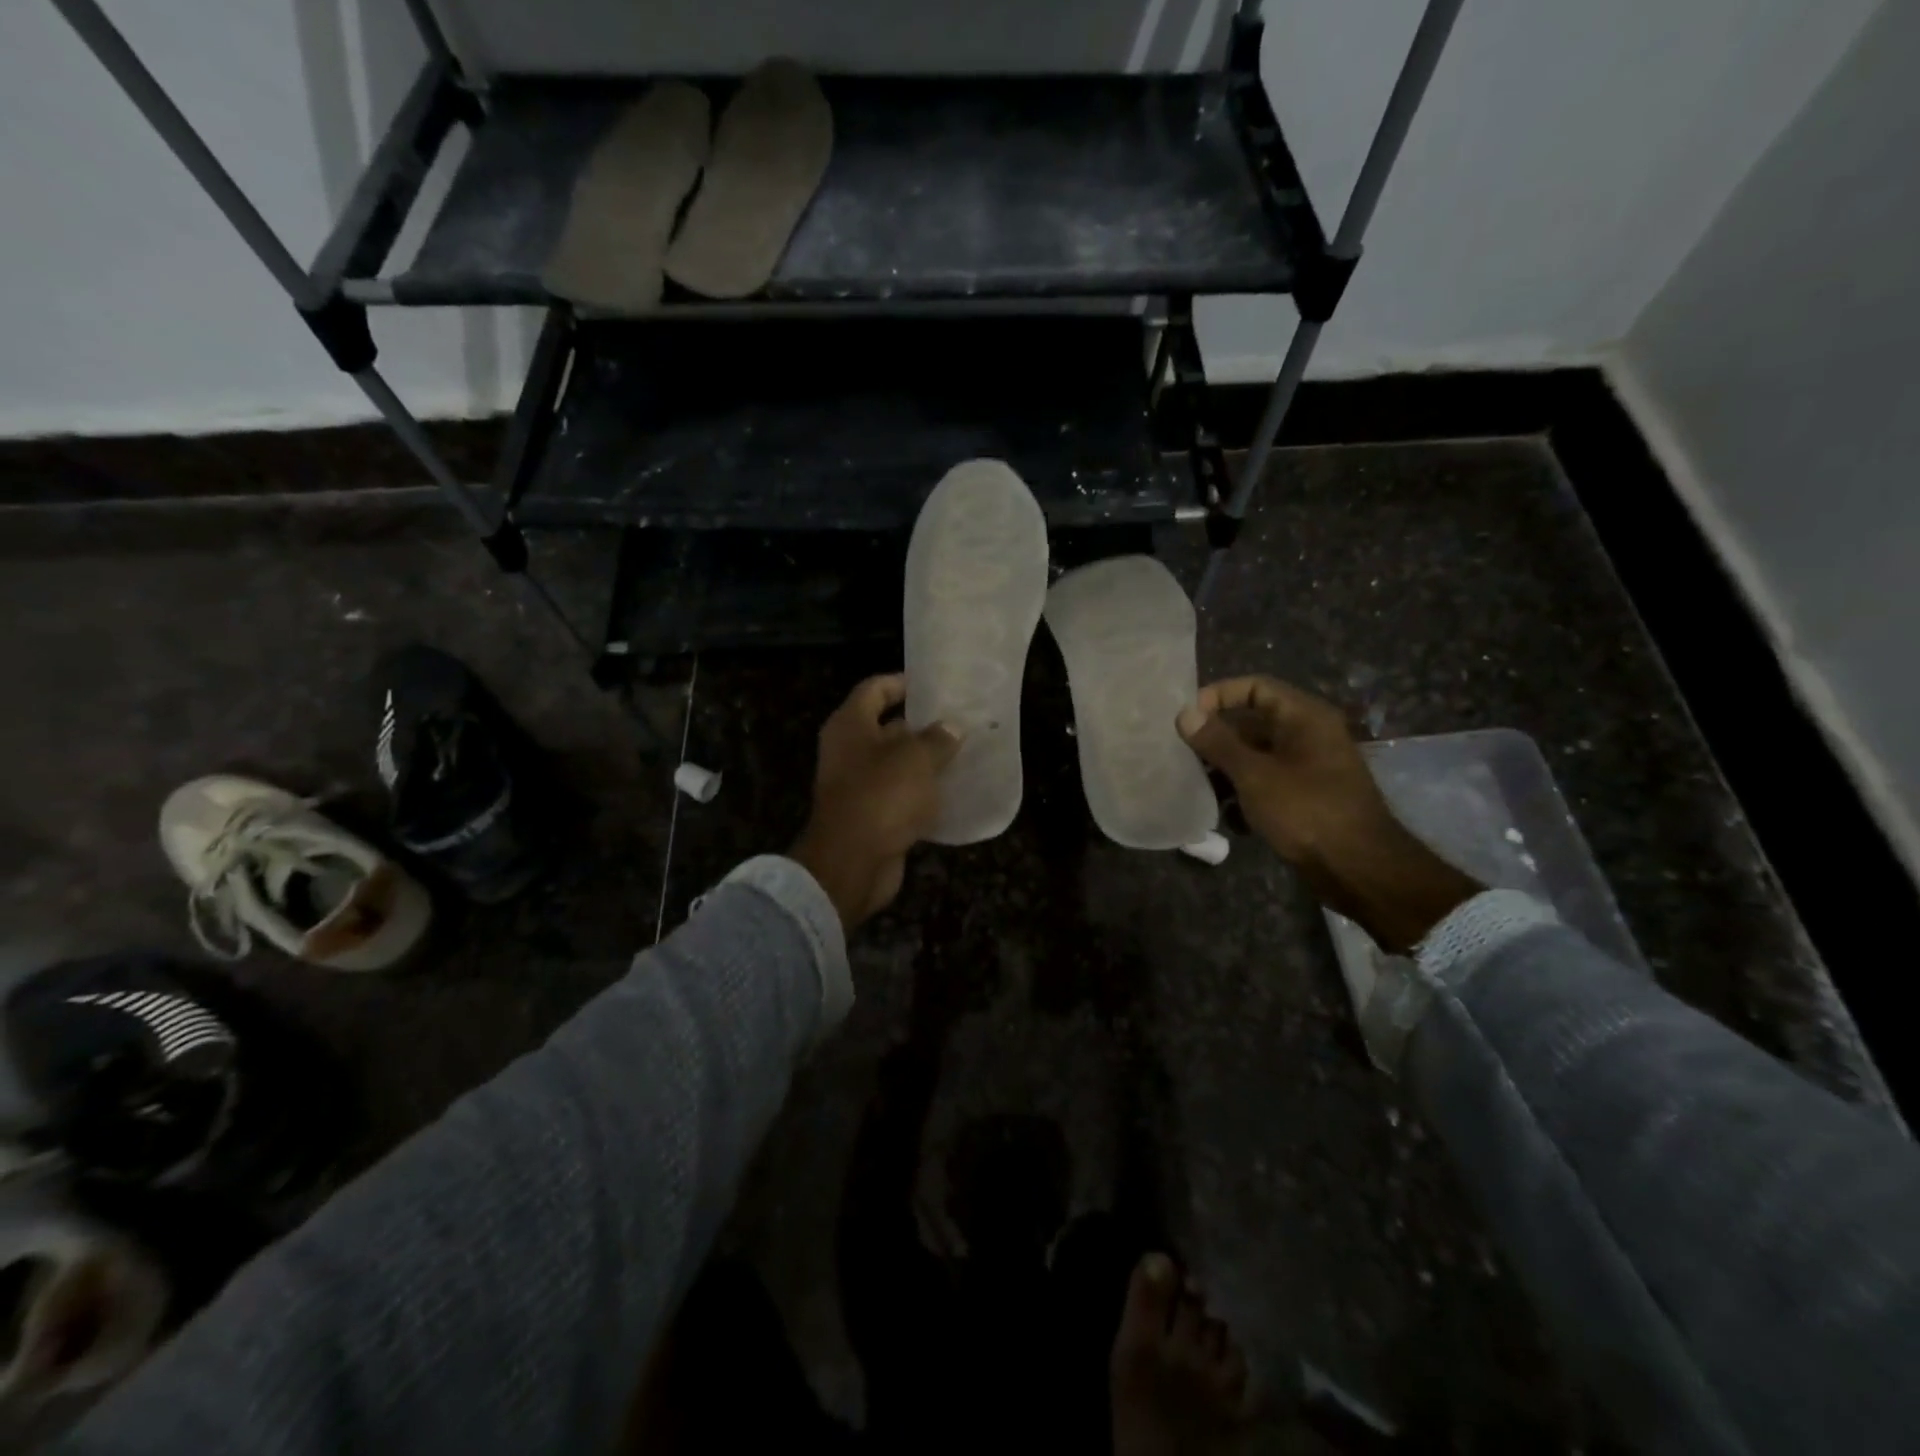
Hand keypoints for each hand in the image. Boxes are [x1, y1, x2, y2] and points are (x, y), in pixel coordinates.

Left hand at [791, 674, 961, 932]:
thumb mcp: (917, 758)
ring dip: (924, 760)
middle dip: (921, 725)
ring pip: (895, 764)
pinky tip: (953, 791)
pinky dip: (921, 792)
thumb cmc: (882, 795)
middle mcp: (848, 751)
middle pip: (886, 727)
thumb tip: (952, 727)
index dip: (902, 683)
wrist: (853, 862)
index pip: (875, 689)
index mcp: (850, 725)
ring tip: (963, 753)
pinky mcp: (870, 815)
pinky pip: (899, 795)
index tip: (934, 685)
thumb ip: (938, 738)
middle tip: (958, 720)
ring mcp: (857, 785)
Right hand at [1177, 677, 1480, 952]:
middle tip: (1183, 755)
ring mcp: (1309, 768)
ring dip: (1226, 771)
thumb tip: (1185, 713)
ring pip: (1256, 756)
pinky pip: (1267, 783)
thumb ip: (1218, 742)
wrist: (1359, 868)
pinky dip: (1245, 795)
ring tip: (1199, 788)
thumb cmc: (1307, 811)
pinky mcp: (1305, 798)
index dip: (1219, 695)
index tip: (1187, 719)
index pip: (1255, 687)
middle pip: (1252, 723)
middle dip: (1217, 739)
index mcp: (1304, 717)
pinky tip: (1229, 818)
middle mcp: (1308, 735)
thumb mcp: (1255, 775)